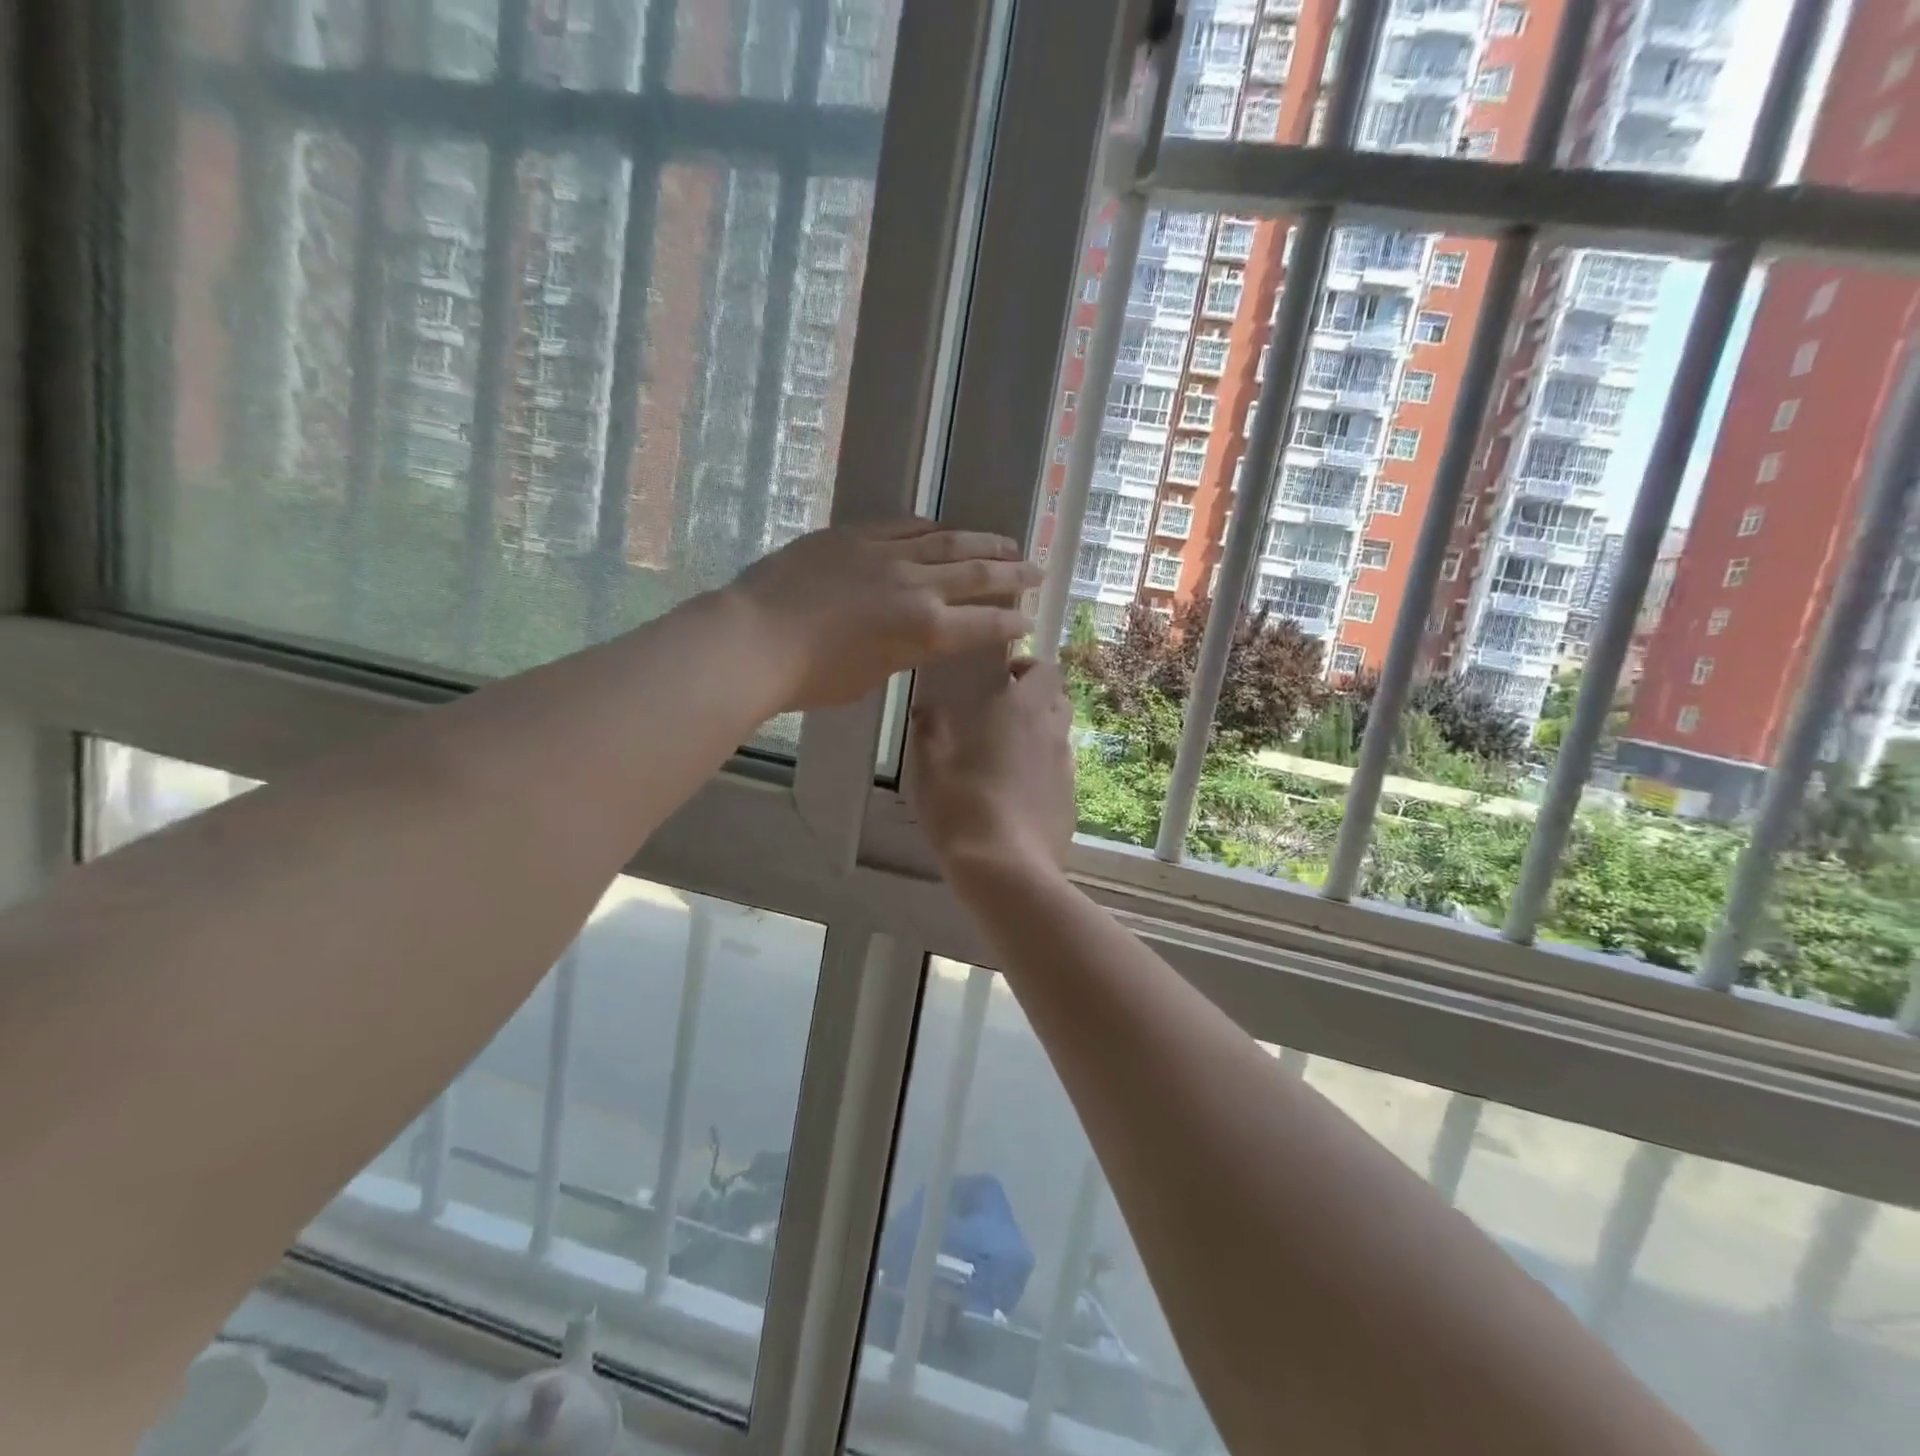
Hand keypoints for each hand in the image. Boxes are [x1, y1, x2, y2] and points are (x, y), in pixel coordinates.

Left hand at [726, 520, 1041, 710]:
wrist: (755, 638)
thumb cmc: (812, 678)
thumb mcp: (870, 677)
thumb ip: (901, 653)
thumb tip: (911, 638)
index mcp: (925, 631)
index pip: (984, 624)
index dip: (1010, 623)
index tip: (1027, 620)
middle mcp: (917, 587)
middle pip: (978, 574)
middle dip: (1014, 573)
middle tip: (1037, 570)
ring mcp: (886, 554)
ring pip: (948, 541)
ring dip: (983, 542)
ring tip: (1007, 542)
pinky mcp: (855, 535)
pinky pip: (904, 525)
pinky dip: (931, 529)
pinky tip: (943, 529)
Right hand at [909, 658, 1075, 877]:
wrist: (1006, 870)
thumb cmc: (962, 808)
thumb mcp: (929, 768)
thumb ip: (930, 730)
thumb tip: (927, 709)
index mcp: (1021, 712)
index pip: (1046, 669)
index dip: (1028, 668)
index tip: (1001, 679)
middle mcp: (1052, 733)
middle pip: (1058, 700)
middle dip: (1036, 699)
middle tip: (1002, 715)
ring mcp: (1066, 770)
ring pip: (1060, 737)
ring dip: (1039, 736)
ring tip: (1006, 758)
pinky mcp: (1071, 803)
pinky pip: (1059, 773)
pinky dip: (1043, 772)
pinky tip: (1017, 795)